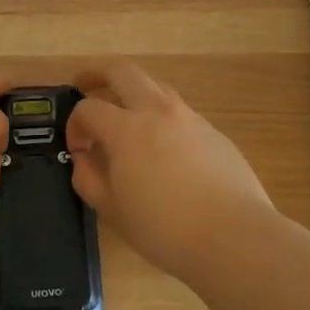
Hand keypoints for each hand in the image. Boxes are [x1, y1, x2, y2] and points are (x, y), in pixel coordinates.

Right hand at [66, 60, 273, 282]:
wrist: (235, 237)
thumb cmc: (164, 228)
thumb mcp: (112, 209)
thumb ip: (88, 177)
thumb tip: (84, 158)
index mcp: (127, 129)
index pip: (88, 108)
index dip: (75, 125)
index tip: (78, 150)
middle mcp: (158, 111)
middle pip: (122, 71)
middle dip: (97, 74)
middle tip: (83, 85)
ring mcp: (191, 119)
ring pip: (155, 87)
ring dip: (133, 93)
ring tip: (125, 117)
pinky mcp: (215, 133)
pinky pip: (179, 113)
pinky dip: (161, 118)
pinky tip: (163, 150)